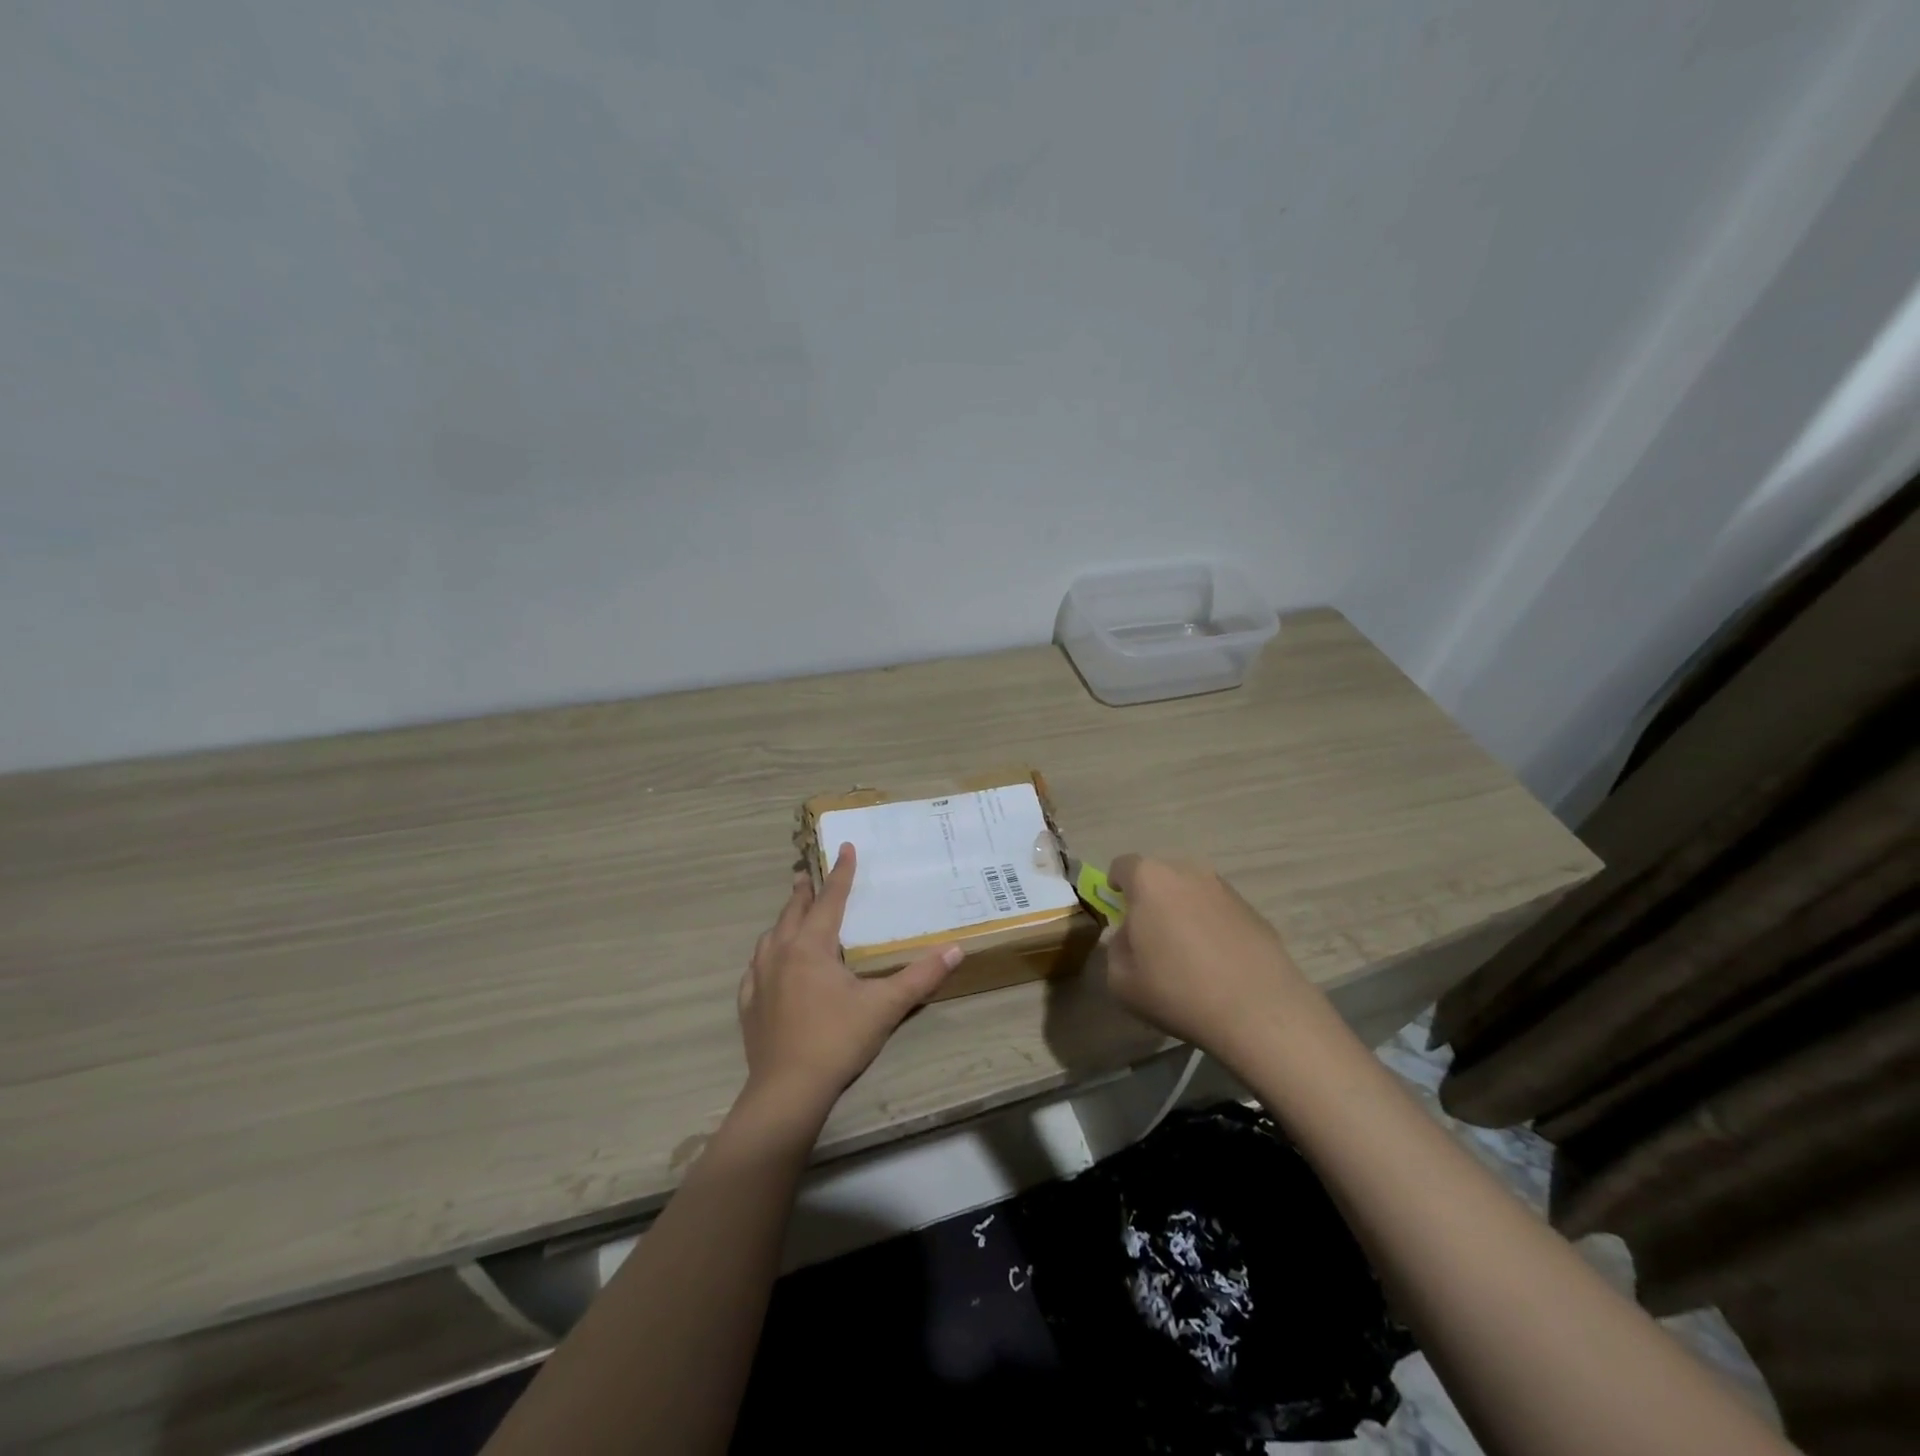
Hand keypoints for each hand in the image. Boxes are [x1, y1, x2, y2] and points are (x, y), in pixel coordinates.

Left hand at [737, 843, 963, 1120]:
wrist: (788, 1091)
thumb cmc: (837, 1040)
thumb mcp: (885, 1007)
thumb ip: (921, 977)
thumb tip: (956, 949)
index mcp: (811, 946)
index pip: (829, 900)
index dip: (841, 873)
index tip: (846, 847)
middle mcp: (781, 954)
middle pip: (793, 912)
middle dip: (804, 891)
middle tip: (808, 873)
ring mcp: (760, 979)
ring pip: (770, 937)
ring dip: (784, 920)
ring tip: (791, 915)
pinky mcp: (749, 1005)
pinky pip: (755, 969)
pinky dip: (765, 956)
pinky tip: (767, 965)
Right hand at [1103, 854, 1314, 1060]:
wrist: (1259, 1011)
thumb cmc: (1178, 991)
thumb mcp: (1121, 981)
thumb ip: (1116, 949)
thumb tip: (1131, 936)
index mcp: (1150, 880)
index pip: (1122, 866)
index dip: (1115, 888)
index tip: (1118, 915)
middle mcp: (1188, 872)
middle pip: (1159, 876)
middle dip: (1150, 899)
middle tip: (1150, 937)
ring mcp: (1225, 889)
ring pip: (1191, 892)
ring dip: (1183, 912)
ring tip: (1187, 954)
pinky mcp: (1254, 910)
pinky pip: (1219, 911)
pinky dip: (1211, 927)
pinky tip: (1217, 964)